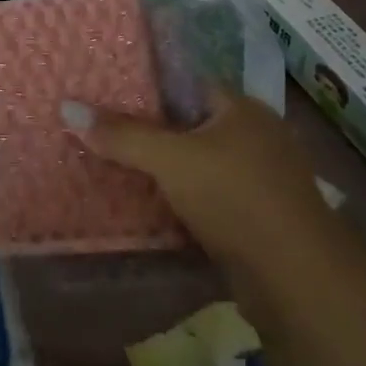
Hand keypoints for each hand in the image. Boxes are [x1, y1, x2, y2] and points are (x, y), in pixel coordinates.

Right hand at [62, 87, 344, 276]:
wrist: (298, 281)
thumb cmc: (236, 198)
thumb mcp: (171, 159)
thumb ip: (122, 134)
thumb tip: (68, 107)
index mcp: (243, 110)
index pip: (188, 84)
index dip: (149, 86)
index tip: (108, 93)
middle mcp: (257, 137)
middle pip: (192, 125)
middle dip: (152, 130)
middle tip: (103, 130)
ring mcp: (261, 180)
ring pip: (199, 164)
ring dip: (165, 169)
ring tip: (116, 164)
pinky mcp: (258, 219)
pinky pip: (208, 197)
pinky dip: (182, 199)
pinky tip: (149, 205)